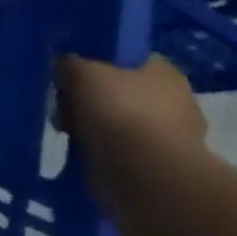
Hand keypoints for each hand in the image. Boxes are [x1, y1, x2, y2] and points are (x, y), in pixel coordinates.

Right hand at [55, 55, 206, 203]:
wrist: (144, 178)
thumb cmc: (120, 112)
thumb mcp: (81, 71)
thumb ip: (70, 62)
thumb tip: (65, 65)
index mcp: (164, 73)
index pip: (127, 57)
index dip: (97, 60)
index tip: (71, 70)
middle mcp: (173, 102)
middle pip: (118, 90)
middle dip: (88, 97)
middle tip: (63, 102)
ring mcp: (166, 138)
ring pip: (115, 122)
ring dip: (89, 125)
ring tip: (66, 130)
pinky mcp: (154, 168)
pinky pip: (116, 151)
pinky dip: (98, 151)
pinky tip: (79, 151)